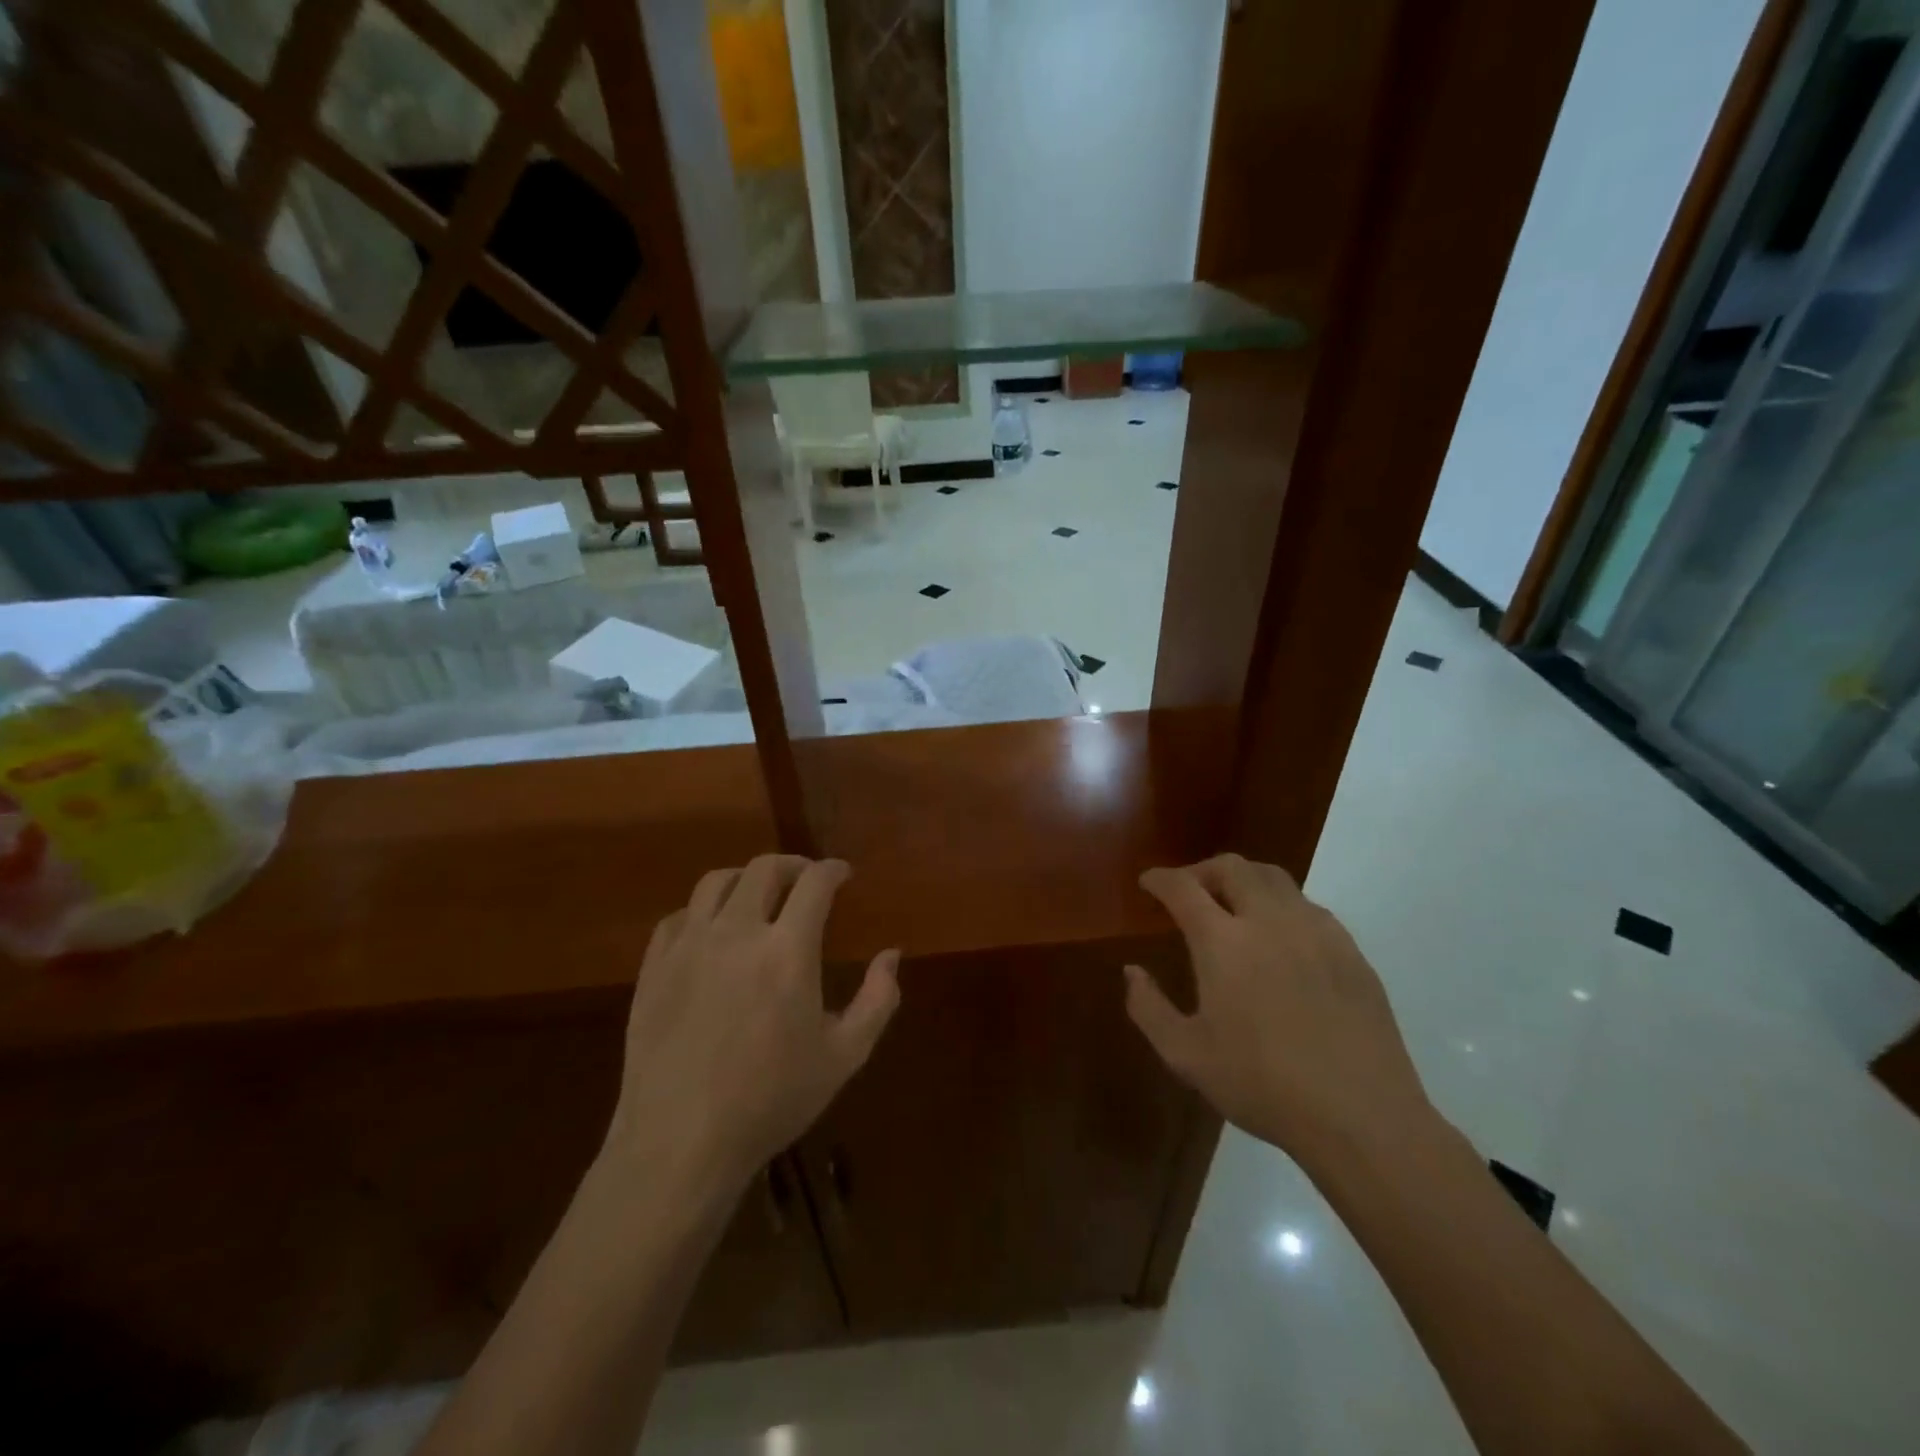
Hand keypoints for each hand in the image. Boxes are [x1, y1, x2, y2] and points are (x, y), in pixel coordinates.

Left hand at [605, 855, 899, 1197]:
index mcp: (787, 951)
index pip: (814, 882)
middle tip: (807, 878)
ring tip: (759, 894)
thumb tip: (892, 954)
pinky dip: (702, 911)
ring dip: (746, 878)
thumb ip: (878, 999)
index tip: (843, 874)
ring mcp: (688, 947)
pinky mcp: (653, 968)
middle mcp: (737, 933)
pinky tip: (712, 930)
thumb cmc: (771, 1101)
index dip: (833, 869)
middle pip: (764, 869)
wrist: (680, 1144)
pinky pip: (678, 917)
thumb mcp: (844, 1056)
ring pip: (716, 882)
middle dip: (793, 864)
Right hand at [1124, 854, 1433, 1167]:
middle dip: (1202, 870)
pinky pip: (1308, 906)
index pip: (1183, 887)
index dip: (1160, 878)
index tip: (1148, 882)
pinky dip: (1282, 906)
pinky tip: (1281, 938)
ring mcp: (1316, 931)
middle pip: (1232, 867)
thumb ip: (1149, 1008)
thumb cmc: (1262, 1085)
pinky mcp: (1350, 950)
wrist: (1360, 1117)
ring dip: (1244, 880)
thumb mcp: (1186, 1056)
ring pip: (1274, 878)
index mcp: (1222, 942)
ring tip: (1233, 905)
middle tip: (1189, 891)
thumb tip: (1132, 971)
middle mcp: (1268, 921)